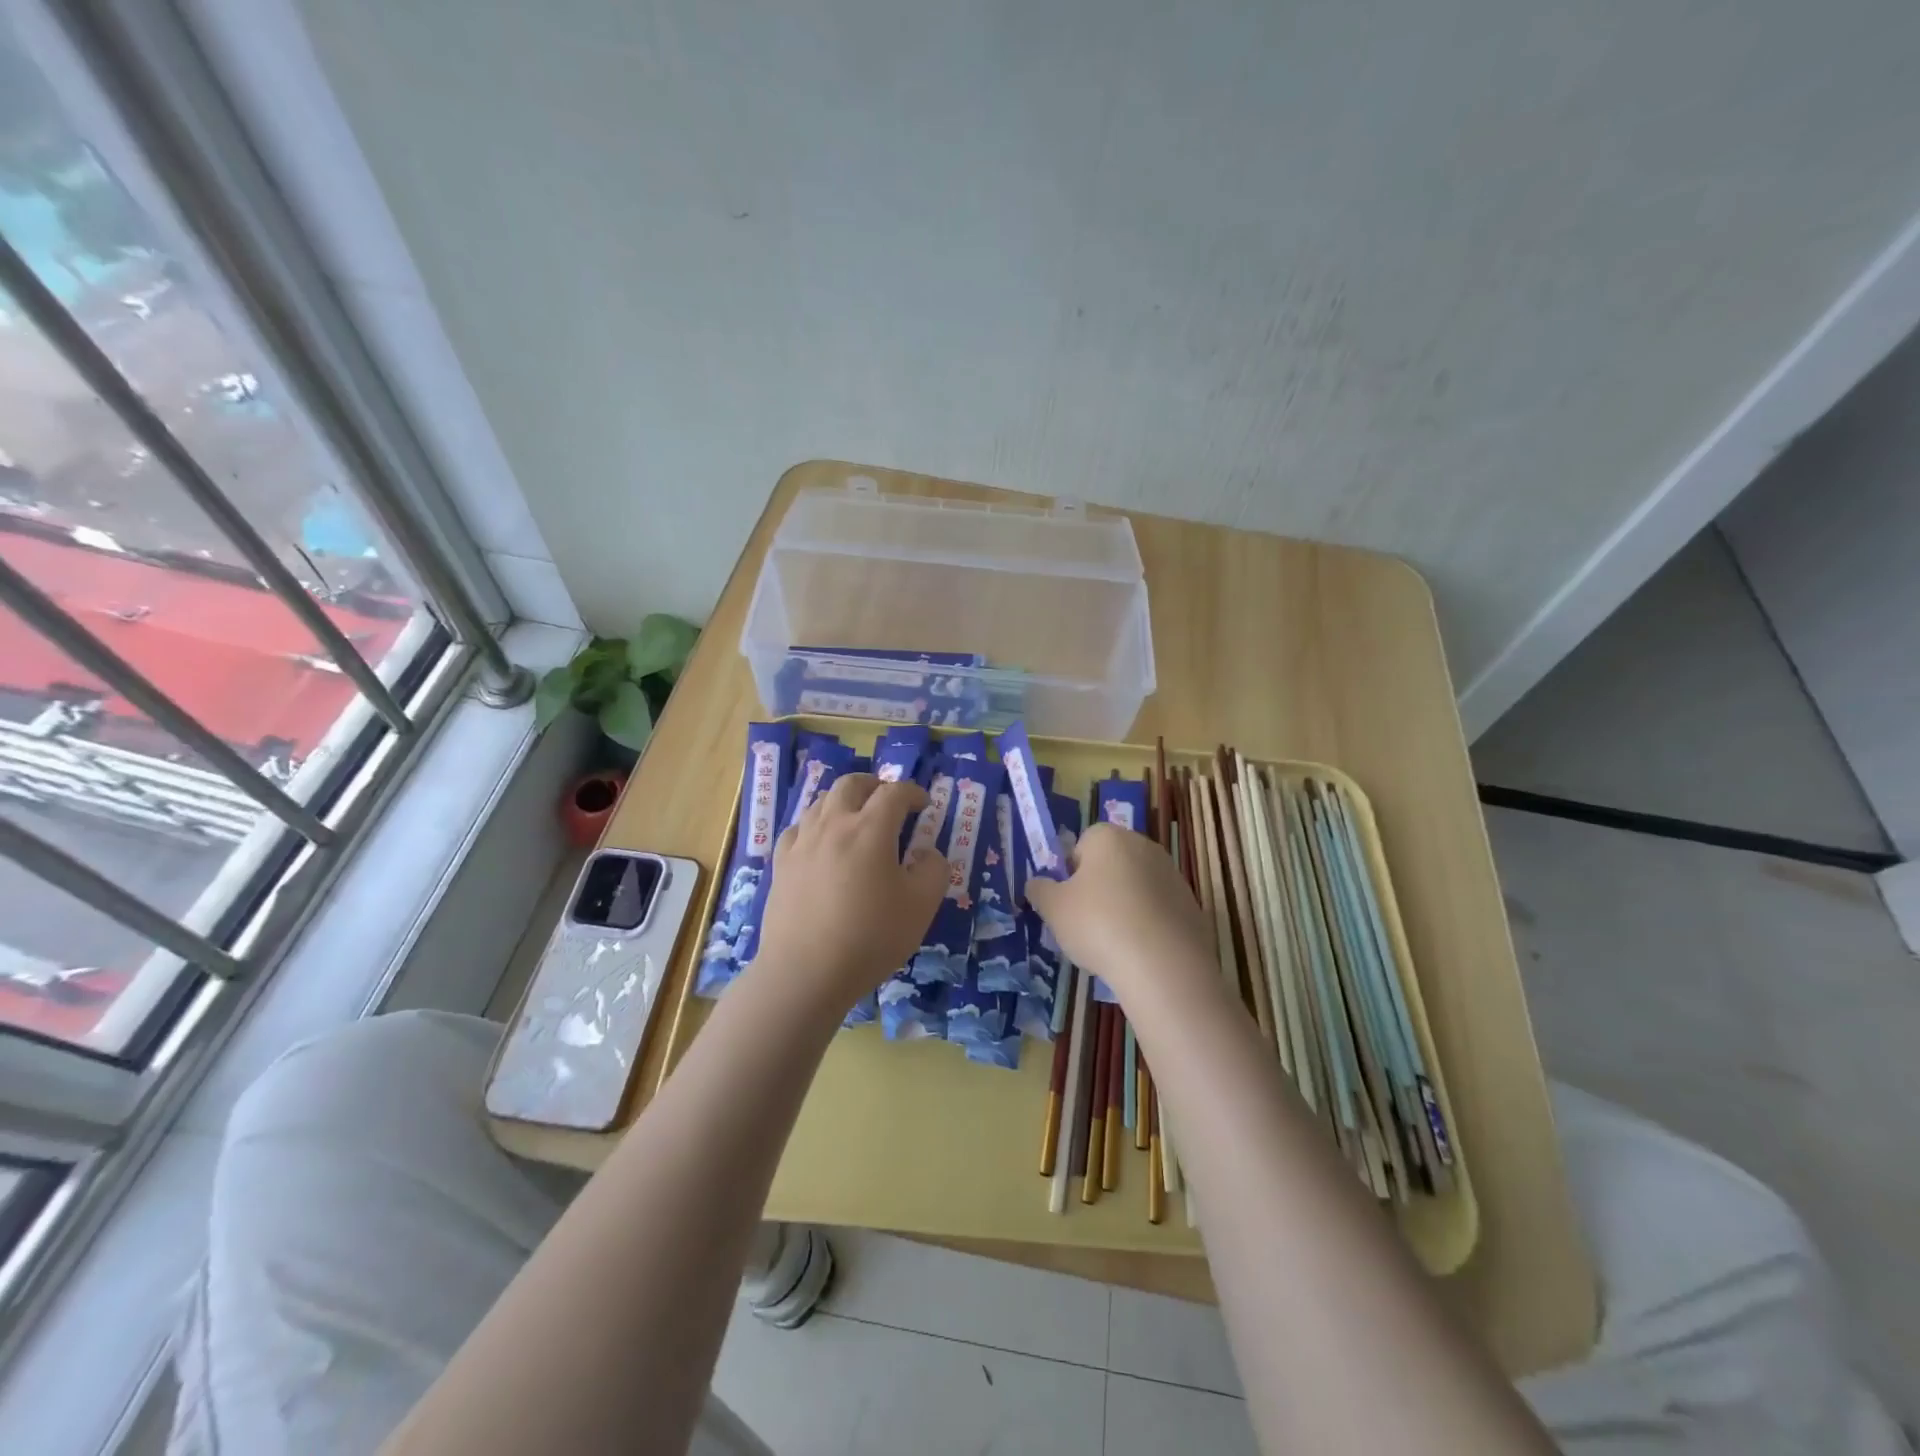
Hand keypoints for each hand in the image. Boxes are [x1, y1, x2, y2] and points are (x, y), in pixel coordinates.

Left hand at [750, 773, 947, 1009]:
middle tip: (889, 801)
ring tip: (857, 819)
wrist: (805, 972)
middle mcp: (833, 824)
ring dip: (845, 801)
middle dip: (874, 785)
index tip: (924, 805)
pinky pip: (799, 828)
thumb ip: (933, 870)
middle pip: (851, 784)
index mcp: (870, 829)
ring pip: (822, 801)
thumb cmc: (869, 938)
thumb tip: (926, 853)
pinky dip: (816, 825)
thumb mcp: (921, 907)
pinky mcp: (781, 863)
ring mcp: (802, 842)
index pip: (894, 793)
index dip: (913, 793)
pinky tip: (821, 843)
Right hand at [1025, 822, 1213, 1000]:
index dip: (1071, 872)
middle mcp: (1144, 846)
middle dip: (1099, 887)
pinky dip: (1148, 925)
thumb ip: (1040, 890)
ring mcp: (1173, 874)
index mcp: (1109, 837)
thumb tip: (1037, 884)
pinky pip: (1159, 910)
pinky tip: (1140, 952)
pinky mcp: (1192, 905)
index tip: (1068, 902)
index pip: (1082, 844)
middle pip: (1112, 863)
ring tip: (1114, 943)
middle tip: (1087, 923)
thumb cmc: (1099, 925)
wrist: (1163, 965)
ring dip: (1125, 906)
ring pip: (1136, 887)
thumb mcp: (1053, 909)